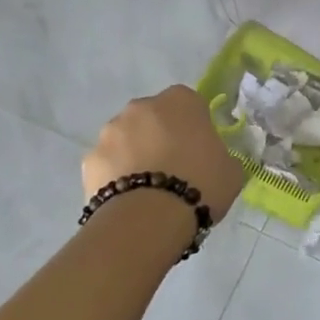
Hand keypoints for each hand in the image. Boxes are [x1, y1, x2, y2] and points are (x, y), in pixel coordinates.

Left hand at [83, 85, 244, 217]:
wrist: (149, 218)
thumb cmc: (200, 184)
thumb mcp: (230, 169)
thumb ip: (220, 155)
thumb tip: (212, 159)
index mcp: (181, 100)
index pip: (190, 104)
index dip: (194, 126)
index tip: (199, 150)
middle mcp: (142, 106)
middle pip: (154, 117)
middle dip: (160, 136)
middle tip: (173, 168)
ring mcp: (111, 131)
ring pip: (126, 138)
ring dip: (135, 153)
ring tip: (147, 189)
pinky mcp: (89, 160)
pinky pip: (107, 164)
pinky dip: (114, 176)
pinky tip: (127, 200)